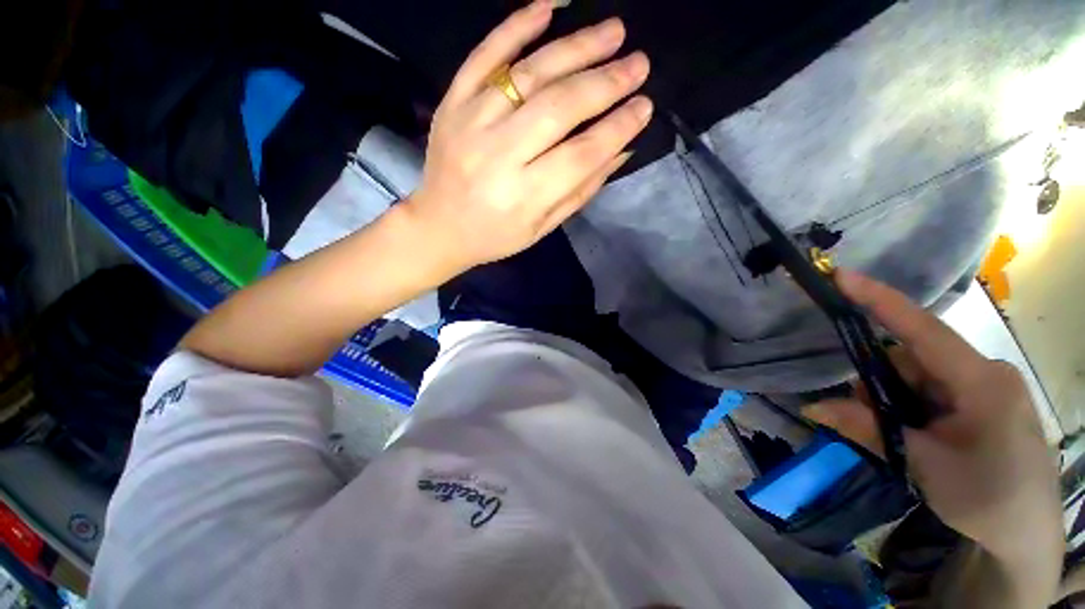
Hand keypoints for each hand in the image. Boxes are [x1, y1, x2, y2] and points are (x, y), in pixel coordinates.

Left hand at [401, 1, 651, 273]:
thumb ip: (580, 191)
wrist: (439, 226)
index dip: (617, 128)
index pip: (581, 154)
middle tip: (639, 64)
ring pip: (529, 75)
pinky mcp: (452, 103)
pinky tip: (548, 8)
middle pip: (559, 108)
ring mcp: (471, 123)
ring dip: (576, 48)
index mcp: (524, 196)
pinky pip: (484, 56)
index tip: (645, 107)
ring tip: (613, 32)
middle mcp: (498, 155)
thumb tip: (620, 150)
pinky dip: (515, 28)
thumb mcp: (542, 227)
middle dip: (606, 83)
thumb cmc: (496, 235)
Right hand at [804, 270, 1061, 564]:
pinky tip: (913, 435)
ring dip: (893, 399)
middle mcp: (985, 373)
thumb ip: (869, 429)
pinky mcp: (983, 402)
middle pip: (913, 358)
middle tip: (864, 416)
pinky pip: (932, 390)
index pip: (925, 330)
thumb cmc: (986, 499)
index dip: (882, 301)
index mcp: (982, 382)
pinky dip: (909, 407)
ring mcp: (985, 388)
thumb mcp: (924, 465)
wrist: (1026, 536)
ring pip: (919, 376)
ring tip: (896, 438)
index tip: (843, 276)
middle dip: (880, 382)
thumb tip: (811, 407)